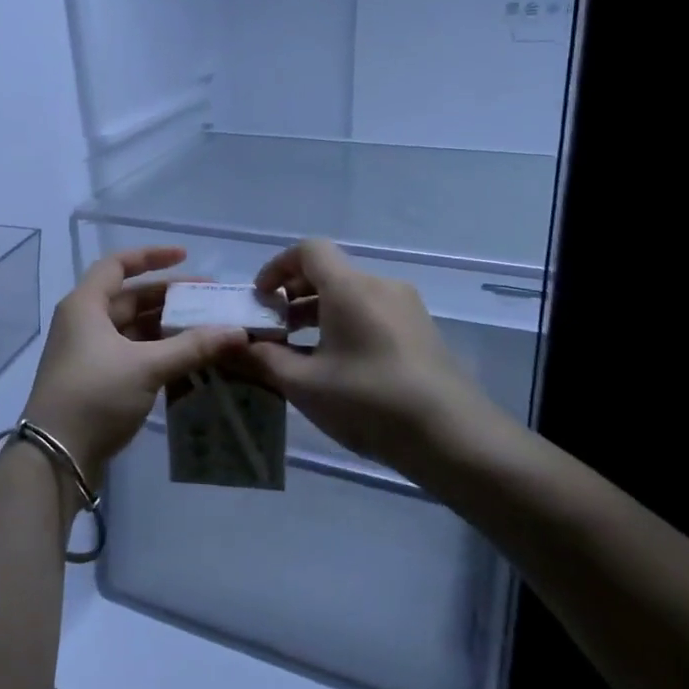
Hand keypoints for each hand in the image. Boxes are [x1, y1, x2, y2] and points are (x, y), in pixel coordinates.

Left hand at [23, 247, 246, 489]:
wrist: (56, 456)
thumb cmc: (95, 395)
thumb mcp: (146, 366)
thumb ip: (192, 346)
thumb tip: (237, 331)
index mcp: (86, 305)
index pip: (118, 265)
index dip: (151, 256)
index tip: (186, 256)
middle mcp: (84, 321)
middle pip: (129, 297)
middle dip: (169, 296)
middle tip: (210, 300)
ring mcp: (89, 352)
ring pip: (133, 328)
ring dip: (167, 327)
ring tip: (207, 329)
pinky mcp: (97, 378)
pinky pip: (132, 352)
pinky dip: (158, 351)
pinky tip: (188, 358)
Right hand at [238, 239, 505, 485]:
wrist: (455, 438)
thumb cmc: (370, 401)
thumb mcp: (304, 384)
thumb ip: (263, 359)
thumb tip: (233, 345)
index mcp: (350, 287)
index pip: (308, 250)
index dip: (277, 267)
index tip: (261, 300)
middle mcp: (380, 285)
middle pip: (329, 272)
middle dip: (293, 294)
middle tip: (274, 329)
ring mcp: (406, 307)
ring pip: (350, 294)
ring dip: (318, 312)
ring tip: (300, 351)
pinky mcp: (421, 331)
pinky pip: (372, 312)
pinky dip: (344, 324)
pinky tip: (336, 365)